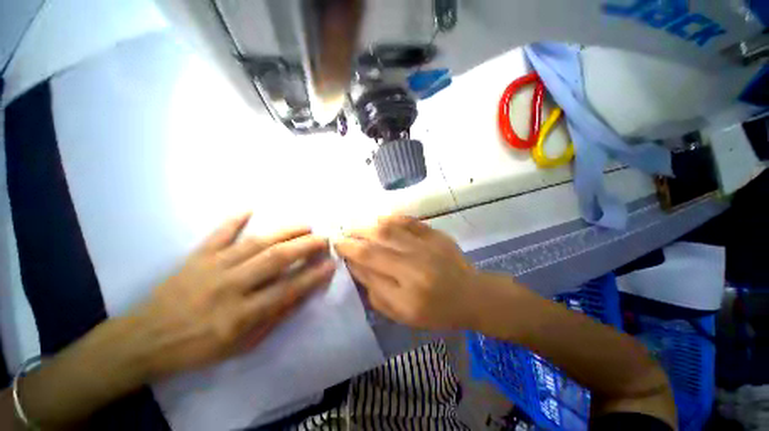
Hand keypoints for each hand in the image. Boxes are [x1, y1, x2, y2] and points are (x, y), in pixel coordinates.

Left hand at [131, 213, 335, 377]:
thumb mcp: (242, 345)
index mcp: (240, 316)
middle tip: (324, 239)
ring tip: (306, 225)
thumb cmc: (198, 349)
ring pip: (256, 243)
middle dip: (306, 246)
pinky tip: (250, 208)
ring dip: (285, 231)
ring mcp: (211, 268)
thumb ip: (275, 317)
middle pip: (276, 259)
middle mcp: (229, 287)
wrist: (144, 341)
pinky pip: (218, 234)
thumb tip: (303, 292)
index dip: (313, 276)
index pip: (288, 290)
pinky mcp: (196, 257)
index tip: (331, 264)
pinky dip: (234, 220)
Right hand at [334, 216, 480, 329]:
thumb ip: (376, 292)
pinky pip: (410, 222)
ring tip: (356, 226)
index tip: (337, 245)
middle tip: (343, 234)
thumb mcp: (403, 314)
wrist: (471, 295)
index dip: (350, 252)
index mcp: (407, 292)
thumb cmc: (437, 311)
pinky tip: (381, 219)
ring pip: (391, 230)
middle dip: (354, 236)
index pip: (370, 265)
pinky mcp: (437, 235)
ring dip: (368, 226)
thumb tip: (357, 265)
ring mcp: (428, 247)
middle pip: (377, 244)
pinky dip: (393, 218)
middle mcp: (416, 265)